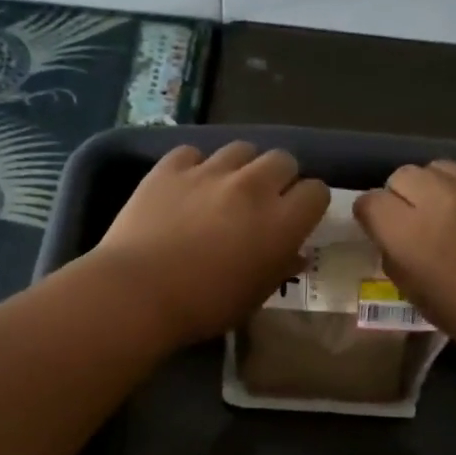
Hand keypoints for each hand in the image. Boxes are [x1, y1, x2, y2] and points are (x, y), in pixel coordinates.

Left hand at [90, 141, 328, 345]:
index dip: (308, 205)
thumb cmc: (204, 306)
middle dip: (279, 179)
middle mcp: (252, 186)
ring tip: (224, 191)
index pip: (317, 191)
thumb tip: (294, 254)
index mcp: (281, 222)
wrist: (138, 293)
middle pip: (283, 160)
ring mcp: (210, 171)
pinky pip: (193, 153)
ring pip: (242, 148)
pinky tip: (185, 188)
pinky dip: (195, 167)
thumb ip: (279, 268)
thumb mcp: (253, 297)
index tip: (296, 220)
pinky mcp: (170, 167)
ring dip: (241, 168)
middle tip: (263, 204)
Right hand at [354, 160, 455, 372]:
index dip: (371, 216)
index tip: (382, 230)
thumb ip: (398, 263)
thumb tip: (394, 241)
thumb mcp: (422, 301)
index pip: (370, 201)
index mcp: (411, 234)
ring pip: (440, 168)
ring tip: (451, 214)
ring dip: (436, 188)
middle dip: (402, 196)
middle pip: (403, 175)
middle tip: (417, 221)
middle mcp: (441, 199)